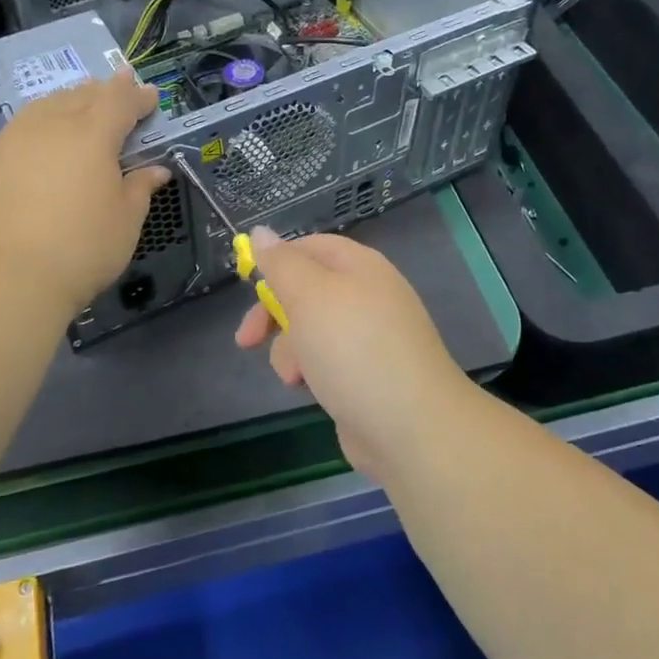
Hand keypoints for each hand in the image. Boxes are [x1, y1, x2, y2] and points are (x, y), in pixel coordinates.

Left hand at [0, 71, 168, 318]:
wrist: (10, 276)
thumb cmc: (82, 247)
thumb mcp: (126, 220)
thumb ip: (140, 187)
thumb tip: (156, 170)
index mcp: (93, 135)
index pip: (120, 102)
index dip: (138, 96)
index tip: (151, 95)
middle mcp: (53, 125)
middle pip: (82, 96)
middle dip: (105, 91)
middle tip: (120, 89)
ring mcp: (15, 139)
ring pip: (48, 105)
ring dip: (70, 100)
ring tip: (81, 103)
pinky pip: (23, 125)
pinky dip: (42, 120)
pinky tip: (44, 135)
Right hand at [233, 229, 474, 478]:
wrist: (410, 426)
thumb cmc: (353, 349)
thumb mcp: (309, 295)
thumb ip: (282, 263)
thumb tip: (261, 232)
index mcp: (361, 267)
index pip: (312, 246)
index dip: (277, 260)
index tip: (247, 285)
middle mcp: (368, 296)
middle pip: (307, 290)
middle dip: (274, 314)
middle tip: (248, 340)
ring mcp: (370, 338)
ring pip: (311, 330)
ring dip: (290, 350)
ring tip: (294, 375)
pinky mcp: (367, 375)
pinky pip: (326, 361)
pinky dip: (311, 371)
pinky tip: (309, 389)